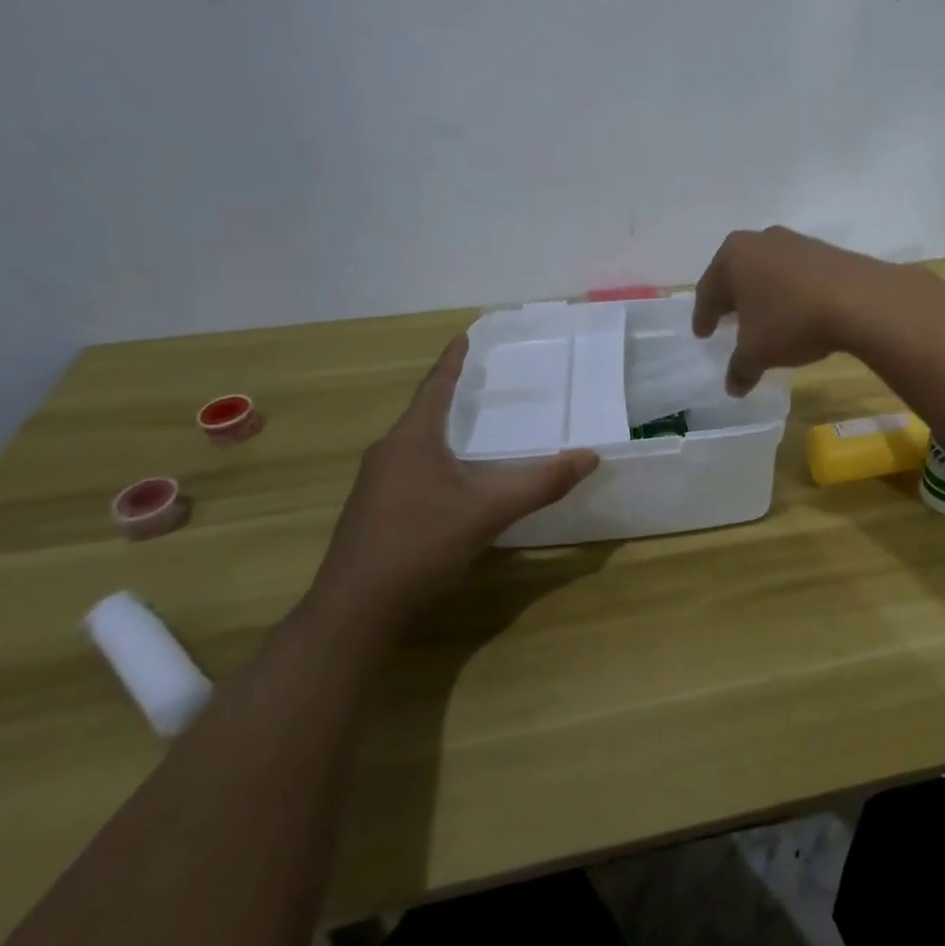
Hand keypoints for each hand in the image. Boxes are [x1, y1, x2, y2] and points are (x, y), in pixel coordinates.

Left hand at [305, 336, 598, 640]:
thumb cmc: (421, 544)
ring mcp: (374, 483)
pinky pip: (408, 466)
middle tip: (482, 380)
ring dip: (442, 428)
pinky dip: (433, 457)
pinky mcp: (371, 510)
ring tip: (472, 424)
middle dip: (451, 393)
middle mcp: (388, 452)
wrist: (354, 610)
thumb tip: (590, 457)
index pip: (436, 386)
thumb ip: (541, 483)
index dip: (453, 360)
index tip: (465, 335)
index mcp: (413, 439)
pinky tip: (451, 478)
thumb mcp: (489, 511)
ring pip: (414, 442)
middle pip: (423, 411)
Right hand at [691, 226, 907, 394]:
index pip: (708, 290)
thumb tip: (733, 387)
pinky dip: (790, 291)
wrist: (859, 299)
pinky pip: (796, 273)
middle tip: (728, 319)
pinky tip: (797, 311)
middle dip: (732, 298)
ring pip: (767, 271)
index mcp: (732, 257)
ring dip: (763, 293)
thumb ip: (740, 369)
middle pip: (736, 273)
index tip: (703, 333)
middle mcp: (760, 241)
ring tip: (764, 316)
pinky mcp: (825, 250)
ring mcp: (794, 241)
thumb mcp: (758, 352)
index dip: (704, 316)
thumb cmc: (791, 320)